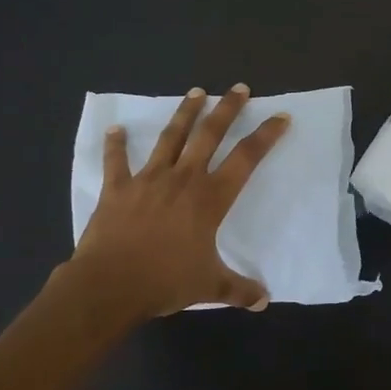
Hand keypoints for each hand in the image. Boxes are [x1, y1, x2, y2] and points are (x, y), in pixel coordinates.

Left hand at [71, 85, 289, 319]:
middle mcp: (183, 180)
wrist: (110, 285)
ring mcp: (148, 180)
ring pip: (171, 138)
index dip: (266, 136)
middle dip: (227, 109)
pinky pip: (116, 161)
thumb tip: (264, 301)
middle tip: (239, 88)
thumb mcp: (209, 286)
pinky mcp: (118, 188)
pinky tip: (115, 129)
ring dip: (184, 113)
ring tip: (196, 92)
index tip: (280, 117)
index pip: (246, 159)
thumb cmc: (165, 282)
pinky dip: (115, 145)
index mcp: (210, 199)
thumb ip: (239, 290)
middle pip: (209, 135)